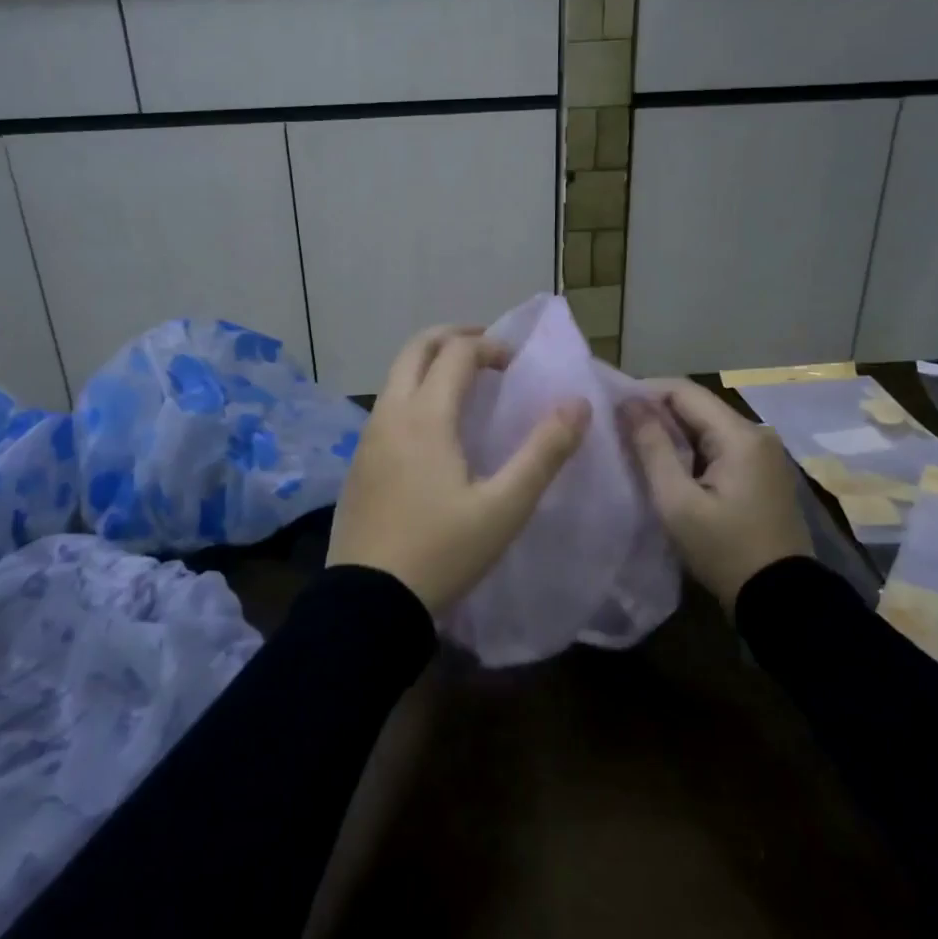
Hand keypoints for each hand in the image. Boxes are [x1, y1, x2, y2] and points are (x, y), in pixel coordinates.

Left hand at [328, 325, 589, 614]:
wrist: (369, 601)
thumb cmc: (442, 552)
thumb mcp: (504, 507)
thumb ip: (544, 452)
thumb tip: (577, 404)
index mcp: (425, 416)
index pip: (457, 353)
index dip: (491, 348)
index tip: (516, 366)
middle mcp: (390, 413)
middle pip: (416, 348)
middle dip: (453, 337)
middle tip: (487, 350)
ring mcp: (368, 436)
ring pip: (396, 375)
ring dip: (430, 363)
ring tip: (465, 383)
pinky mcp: (359, 460)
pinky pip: (387, 404)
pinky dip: (413, 391)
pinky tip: (435, 428)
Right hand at [621, 378, 813, 614]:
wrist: (782, 599)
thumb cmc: (724, 550)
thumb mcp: (678, 502)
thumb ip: (652, 448)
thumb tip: (628, 403)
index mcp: (739, 434)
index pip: (683, 390)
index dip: (644, 392)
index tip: (611, 409)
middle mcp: (755, 433)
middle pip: (696, 405)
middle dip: (655, 412)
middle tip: (616, 429)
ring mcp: (762, 452)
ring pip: (705, 425)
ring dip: (671, 431)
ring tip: (634, 446)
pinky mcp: (760, 471)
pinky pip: (718, 445)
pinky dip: (690, 449)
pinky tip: (666, 465)